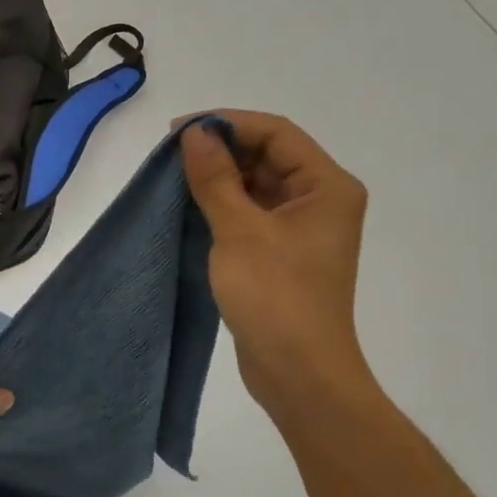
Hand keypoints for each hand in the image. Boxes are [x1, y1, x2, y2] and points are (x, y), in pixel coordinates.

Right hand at [180, 112, 371, 412]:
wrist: (298, 372)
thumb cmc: (276, 297)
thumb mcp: (239, 230)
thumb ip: (215, 177)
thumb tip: (194, 132)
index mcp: (327, 186)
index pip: (276, 133)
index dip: (227, 124)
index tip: (178, 131)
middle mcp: (320, 200)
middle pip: (268, 155)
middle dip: (220, 150)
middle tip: (170, 156)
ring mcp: (301, 228)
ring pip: (256, 184)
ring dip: (218, 178)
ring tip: (173, 178)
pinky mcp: (281, 252)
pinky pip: (250, 212)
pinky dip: (222, 204)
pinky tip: (189, 206)